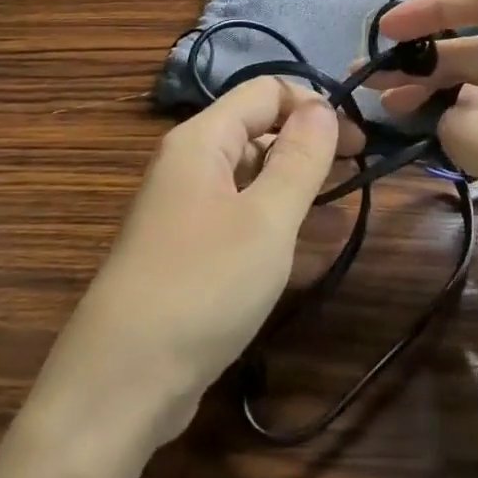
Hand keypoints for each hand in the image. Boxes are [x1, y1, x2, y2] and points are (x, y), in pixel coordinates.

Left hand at [33, 79, 348, 447]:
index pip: (267, 91)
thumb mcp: (266, 219)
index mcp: (202, 139)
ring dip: (295, 184)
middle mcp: (190, 163)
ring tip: (339, 211)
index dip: (314, 105)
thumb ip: (300, 158)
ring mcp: (185, 208)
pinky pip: (239, 215)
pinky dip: (273, 220)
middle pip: (258, 129)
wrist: (119, 385)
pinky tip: (303, 248)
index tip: (358, 140)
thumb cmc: (202, 286)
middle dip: (308, 144)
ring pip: (251, 175)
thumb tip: (324, 108)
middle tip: (355, 174)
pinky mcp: (187, 250)